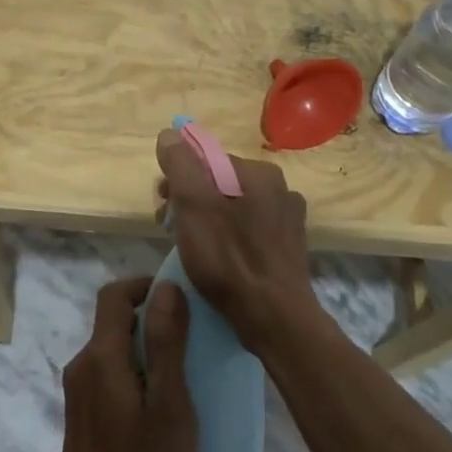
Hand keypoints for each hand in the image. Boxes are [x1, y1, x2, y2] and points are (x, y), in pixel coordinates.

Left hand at [55, 278, 197, 451]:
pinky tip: (159, 402)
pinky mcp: (82, 411)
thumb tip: (167, 286)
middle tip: (191, 338)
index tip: (178, 296)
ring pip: (113, 348)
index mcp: (102, 355)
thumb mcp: (169, 403)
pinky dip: (134, 370)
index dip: (144, 285)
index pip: (114, 294)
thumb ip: (167, 342)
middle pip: (114, 320)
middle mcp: (83, 363)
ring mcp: (79, 389)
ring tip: (182, 372)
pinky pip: (109, 372)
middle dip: (151, 318)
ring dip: (144, 347)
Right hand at [155, 127, 321, 354]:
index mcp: (260, 172)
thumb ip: (180, 165)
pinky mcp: (288, 249)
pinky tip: (218, 261)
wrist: (274, 318)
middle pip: (220, 183)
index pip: (207, 160)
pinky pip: (249, 232)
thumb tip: (170, 134)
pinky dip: (228, 239)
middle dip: (190, 200)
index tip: (162, 206)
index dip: (178, 179)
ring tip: (190, 248)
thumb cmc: (229, 258)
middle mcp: (281, 188)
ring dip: (207, 220)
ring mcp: (288, 220)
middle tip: (170, 229)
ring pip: (234, 209)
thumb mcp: (194, 205)